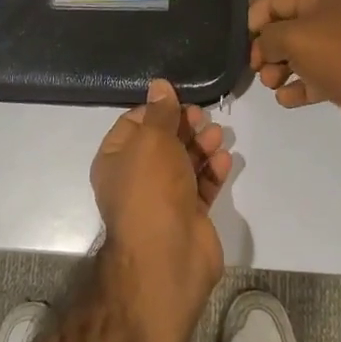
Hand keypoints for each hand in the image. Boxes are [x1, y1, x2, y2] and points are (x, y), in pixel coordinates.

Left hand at [90, 80, 231, 312]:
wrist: (168, 257)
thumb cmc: (151, 189)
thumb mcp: (152, 141)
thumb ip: (161, 112)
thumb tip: (158, 84)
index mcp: (115, 160)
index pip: (134, 124)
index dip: (157, 110)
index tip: (180, 100)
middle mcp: (136, 179)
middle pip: (162, 142)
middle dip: (184, 127)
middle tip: (204, 117)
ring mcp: (163, 199)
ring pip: (184, 163)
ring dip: (202, 146)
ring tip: (218, 136)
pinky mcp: (189, 215)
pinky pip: (201, 185)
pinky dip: (212, 171)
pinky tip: (225, 160)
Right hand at [249, 0, 340, 147]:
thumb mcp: (294, 37)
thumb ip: (267, 38)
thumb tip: (261, 48)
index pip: (274, 0)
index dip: (253, 20)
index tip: (241, 45)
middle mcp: (330, 17)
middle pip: (283, 28)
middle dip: (265, 48)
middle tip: (258, 68)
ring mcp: (338, 48)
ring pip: (296, 54)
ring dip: (277, 69)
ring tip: (273, 84)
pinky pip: (310, 78)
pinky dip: (296, 87)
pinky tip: (287, 98)